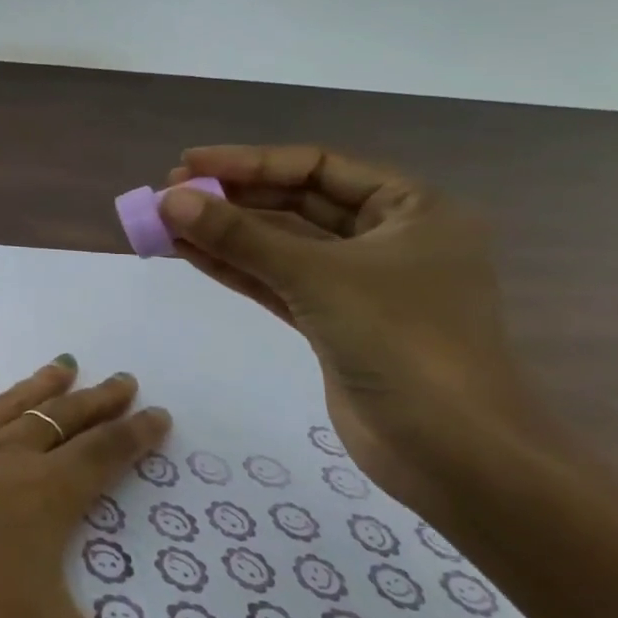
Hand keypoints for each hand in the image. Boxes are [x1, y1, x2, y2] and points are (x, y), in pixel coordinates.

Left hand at [0, 354, 280, 617]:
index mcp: (45, 498)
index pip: (106, 456)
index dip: (136, 435)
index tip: (158, 411)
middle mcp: (4, 456)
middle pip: (62, 422)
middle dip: (97, 403)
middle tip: (122, 378)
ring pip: (7, 405)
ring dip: (39, 387)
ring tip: (64, 363)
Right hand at [157, 144, 558, 515]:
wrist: (453, 455)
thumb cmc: (403, 344)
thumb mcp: (317, 277)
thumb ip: (240, 236)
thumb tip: (168, 200)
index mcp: (411, 210)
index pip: (317, 166)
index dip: (249, 162)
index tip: (188, 165)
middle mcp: (387, 239)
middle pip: (296, 203)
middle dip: (232, 198)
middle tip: (169, 196)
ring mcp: (358, 283)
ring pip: (280, 244)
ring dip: (224, 233)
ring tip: (164, 223)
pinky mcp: (333, 321)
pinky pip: (275, 280)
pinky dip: (234, 266)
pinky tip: (188, 253)